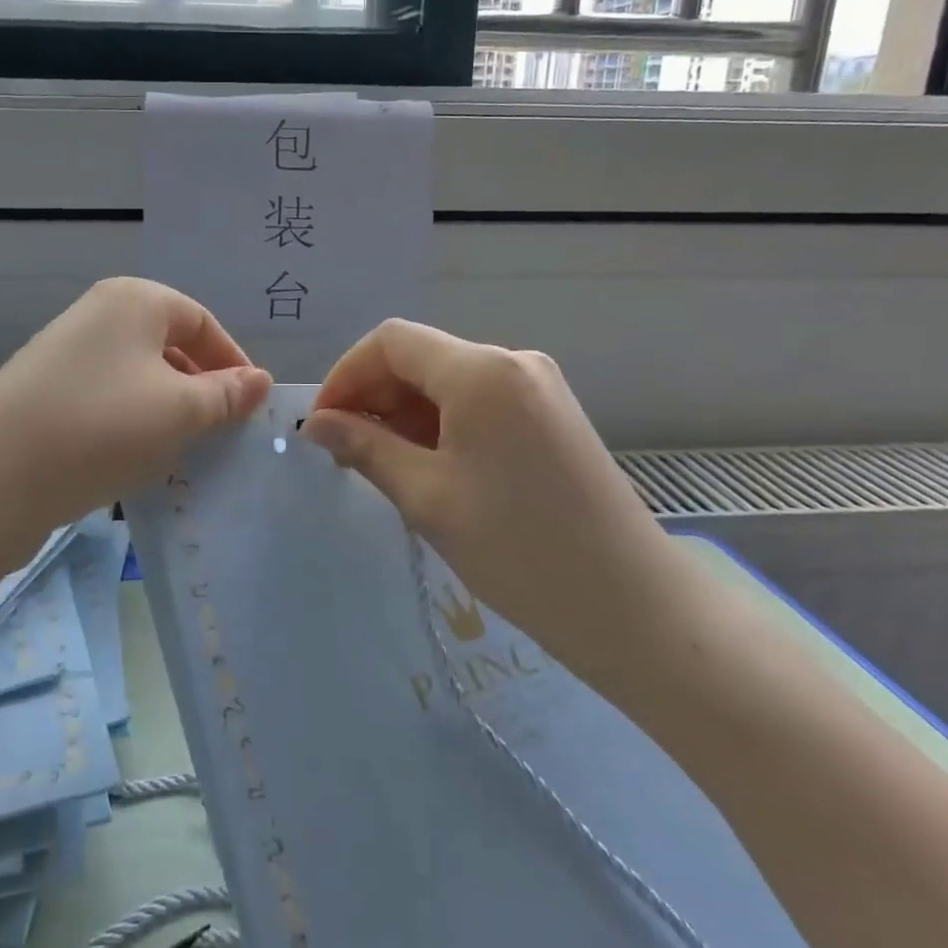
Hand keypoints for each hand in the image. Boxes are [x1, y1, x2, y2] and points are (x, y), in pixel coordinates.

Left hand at [0, 279, 272, 543]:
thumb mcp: (180, 412)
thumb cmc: (101, 428)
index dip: (233, 362)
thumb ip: (226, 395)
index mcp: (134, 300)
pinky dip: (130, 423)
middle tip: (219, 432)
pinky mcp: (43, 391)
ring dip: (167, 410)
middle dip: (200, 388)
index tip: (251, 407)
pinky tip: (133, 459)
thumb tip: (260, 381)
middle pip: (169, 345)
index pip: (203, 322)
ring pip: (138, 376)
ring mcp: (65, 353)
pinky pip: (106, 398)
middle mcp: (97, 314)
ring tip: (180, 451)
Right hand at [301, 320, 672, 682]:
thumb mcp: (428, 497)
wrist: (632, 605)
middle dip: (374, 395)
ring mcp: (539, 386)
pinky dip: (442, 423)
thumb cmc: (519, 550)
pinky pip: (480, 401)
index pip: (392, 341)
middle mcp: (513, 361)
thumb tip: (316, 423)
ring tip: (382, 465)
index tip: (322, 425)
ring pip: (449, 380)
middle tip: (345, 453)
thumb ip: (365, 448)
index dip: (346, 375)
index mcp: (481, 371)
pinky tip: (429, 466)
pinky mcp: (552, 414)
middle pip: (422, 356)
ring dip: (406, 412)